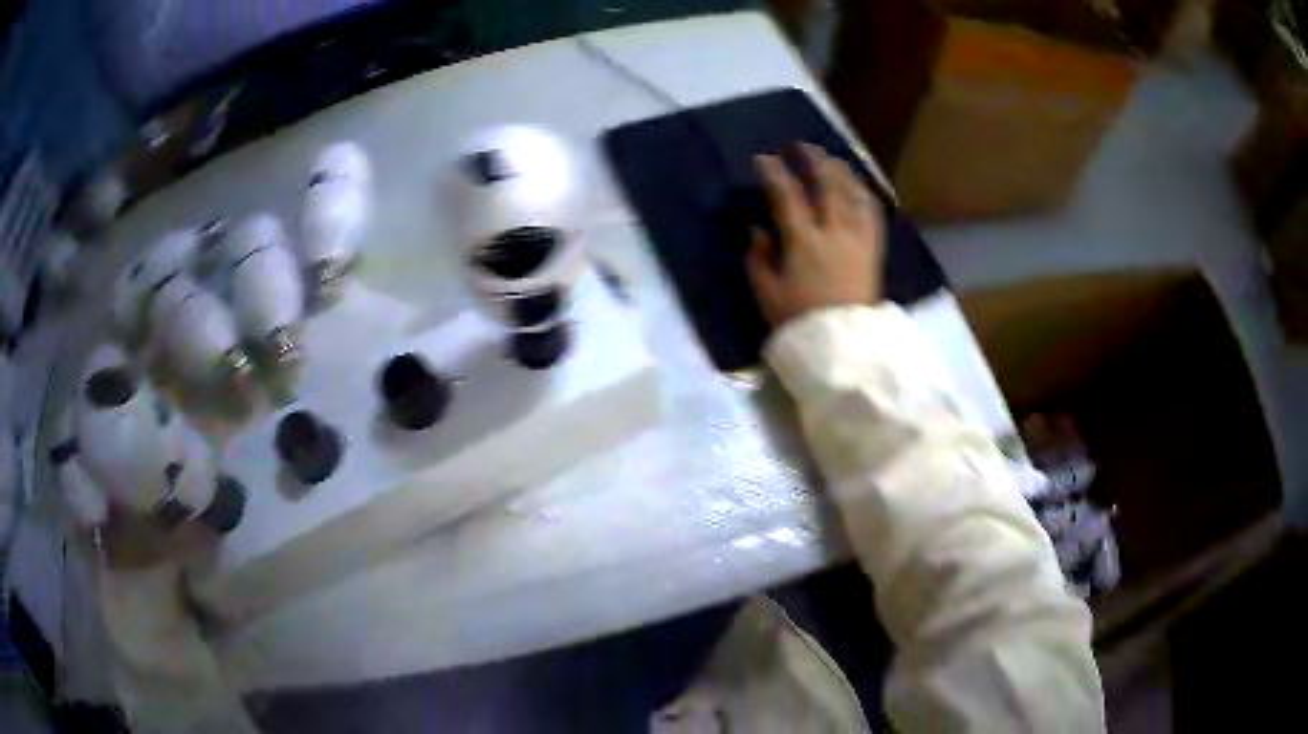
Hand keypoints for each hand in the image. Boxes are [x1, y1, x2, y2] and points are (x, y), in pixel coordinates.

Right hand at [747, 144, 884, 327]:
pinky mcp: (873, 250)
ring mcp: (858, 239)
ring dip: (840, 171)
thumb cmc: (799, 321)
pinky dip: (863, 193)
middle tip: (801, 148)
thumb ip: (759, 257)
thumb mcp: (766, 293)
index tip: (763, 159)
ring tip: (830, 160)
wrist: (842, 346)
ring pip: (853, 193)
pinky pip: (872, 213)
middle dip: (813, 160)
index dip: (774, 173)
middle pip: (827, 185)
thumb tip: (758, 229)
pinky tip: (857, 186)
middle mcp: (835, 232)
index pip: (788, 196)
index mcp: (805, 243)